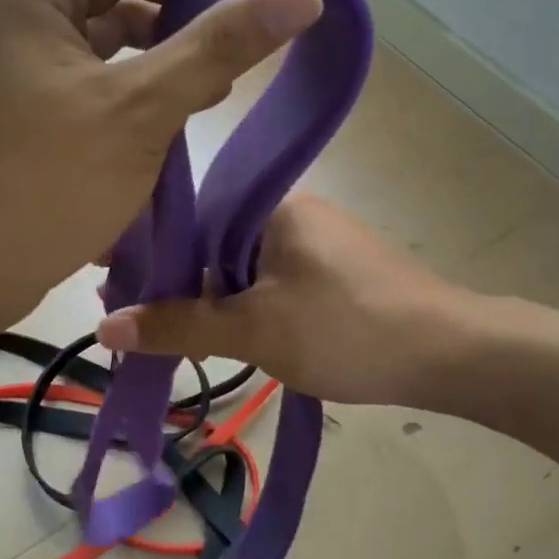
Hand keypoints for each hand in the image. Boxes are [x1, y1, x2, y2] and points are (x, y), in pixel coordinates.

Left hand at [0, 0, 323, 320]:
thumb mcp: (140, 109)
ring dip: (166, 35)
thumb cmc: (45, 184)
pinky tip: (187, 100)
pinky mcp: (30, 103)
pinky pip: (97, 68)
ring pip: (106, 25)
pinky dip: (142, 74)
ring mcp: (21, 61)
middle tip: (246, 2)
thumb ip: (219, 46)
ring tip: (228, 61)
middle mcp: (19, 14)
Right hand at [95, 193, 470, 405]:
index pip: (187, 216)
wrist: (454, 354)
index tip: (107, 281)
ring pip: (238, 264)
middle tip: (129, 319)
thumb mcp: (255, 330)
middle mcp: (290, 210)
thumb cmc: (348, 329)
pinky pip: (268, 279)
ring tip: (164, 331)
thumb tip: (103, 324)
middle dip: (171, 279)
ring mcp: (315, 240)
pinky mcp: (332, 270)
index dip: (144, 249)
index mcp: (270, 204)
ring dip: (205, 296)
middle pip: (210, 241)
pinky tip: (222, 331)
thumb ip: (179, 325)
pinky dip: (240, 303)